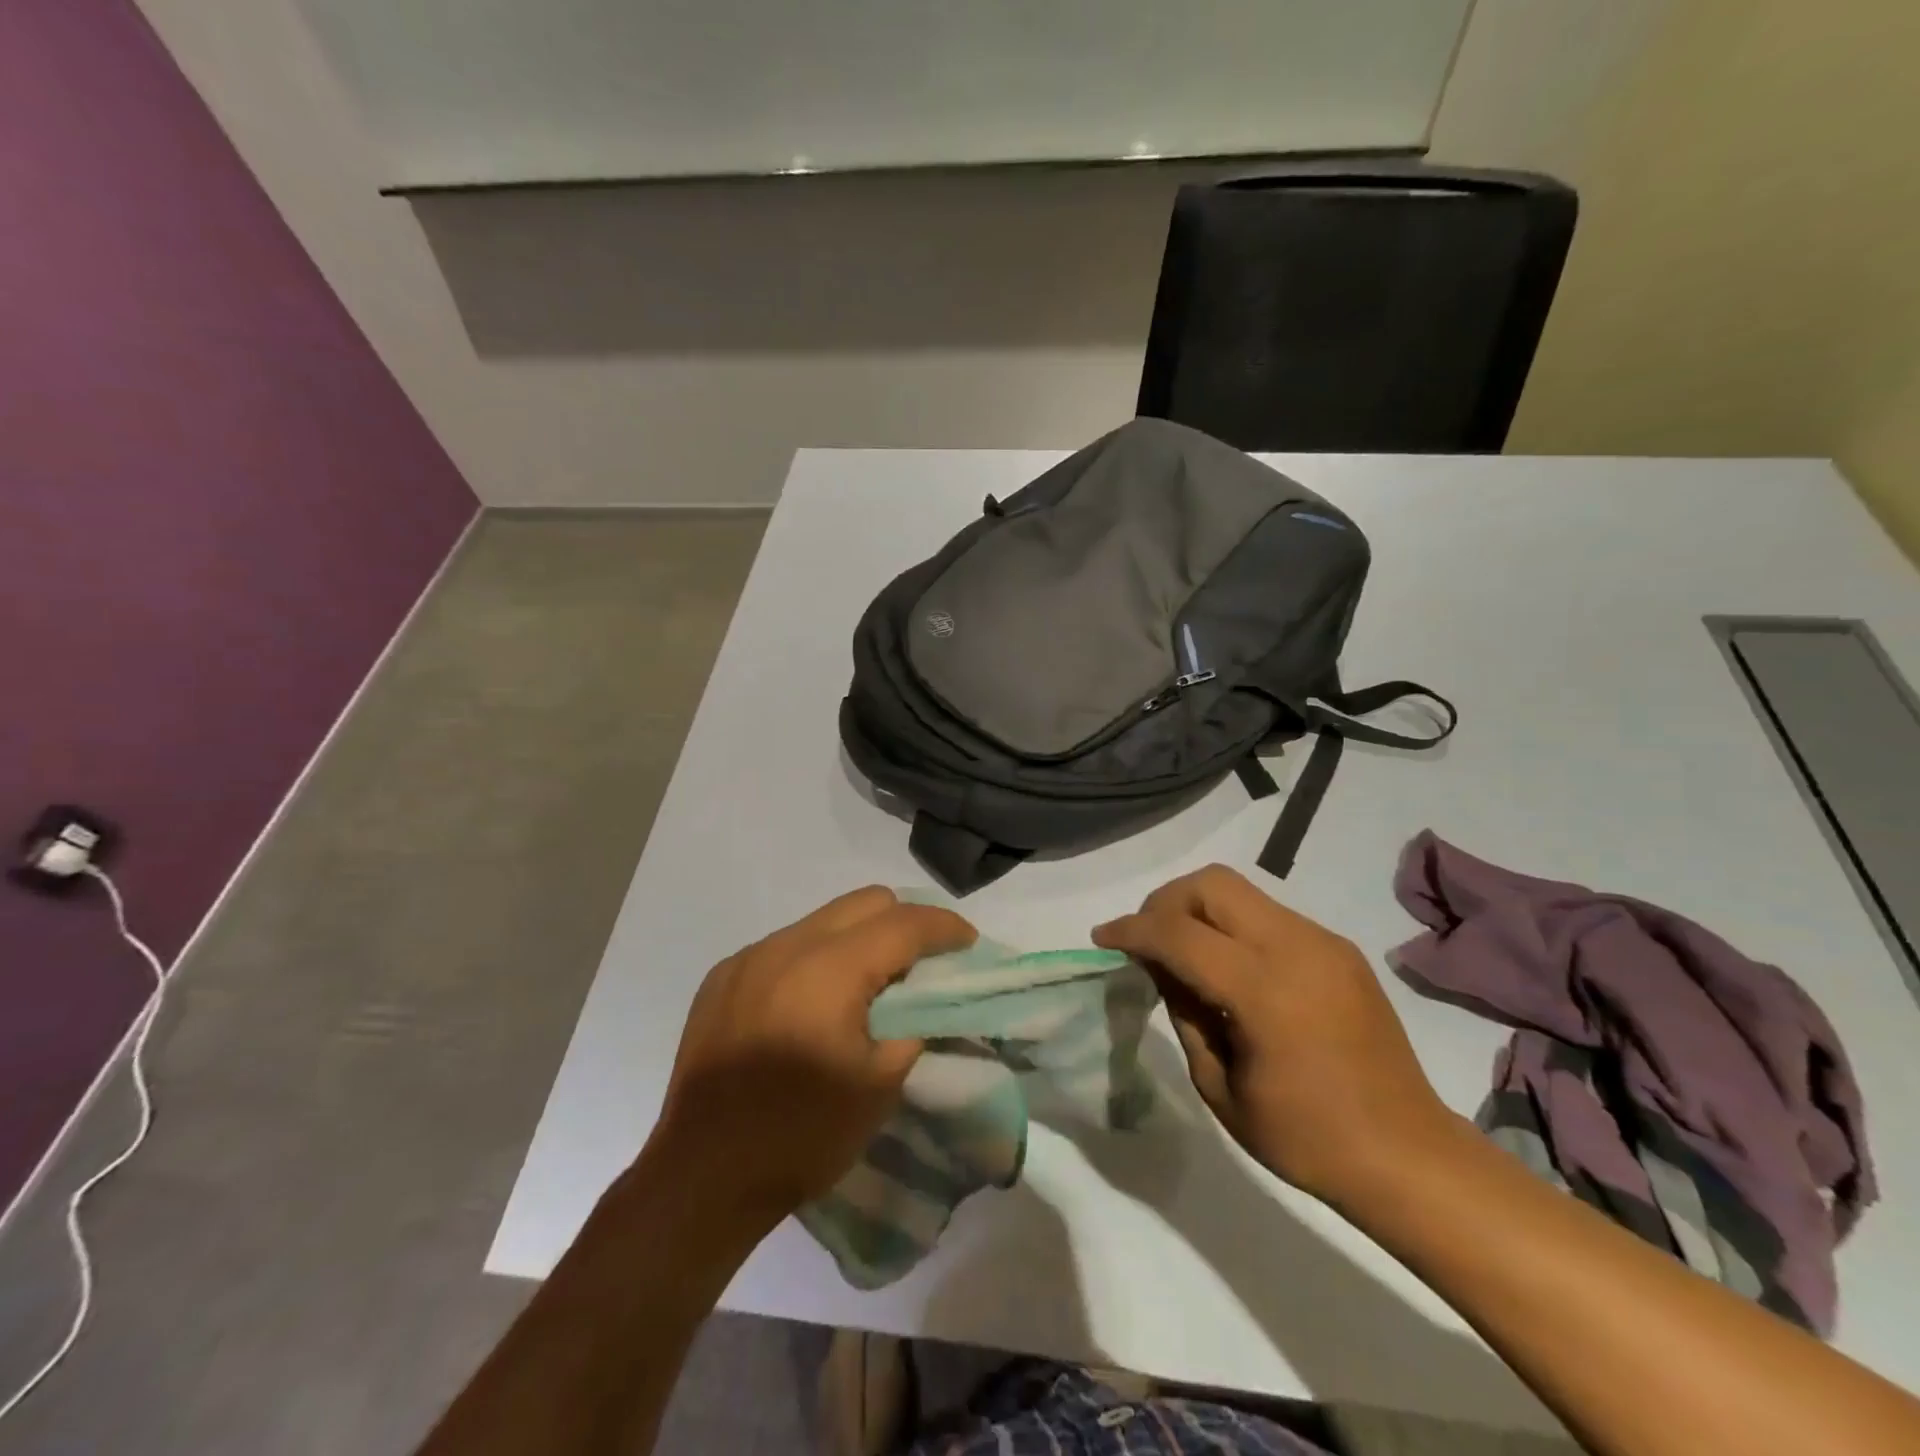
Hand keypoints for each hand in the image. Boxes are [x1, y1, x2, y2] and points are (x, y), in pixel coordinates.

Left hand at [650, 887, 975, 1230]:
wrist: (701, 1177)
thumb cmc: (801, 1135)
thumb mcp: (879, 1085)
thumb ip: (912, 1025)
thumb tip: (923, 1000)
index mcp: (829, 969)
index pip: (903, 923)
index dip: (944, 927)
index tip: (967, 943)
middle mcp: (786, 946)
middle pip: (865, 901)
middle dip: (904, 922)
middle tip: (922, 962)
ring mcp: (749, 957)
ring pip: (823, 919)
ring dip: (857, 939)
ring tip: (867, 985)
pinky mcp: (723, 976)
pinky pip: (785, 946)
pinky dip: (814, 959)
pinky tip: (812, 1004)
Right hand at [1093, 865, 1456, 1206]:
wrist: (1408, 1155)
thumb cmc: (1306, 1138)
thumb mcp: (1220, 1086)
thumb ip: (1184, 1011)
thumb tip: (1159, 965)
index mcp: (1264, 990)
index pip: (1179, 933)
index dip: (1132, 930)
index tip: (1103, 938)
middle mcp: (1296, 948)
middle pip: (1211, 885)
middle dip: (1165, 902)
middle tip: (1147, 940)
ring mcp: (1324, 942)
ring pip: (1240, 891)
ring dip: (1199, 910)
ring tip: (1183, 953)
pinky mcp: (1339, 949)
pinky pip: (1268, 915)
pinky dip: (1233, 926)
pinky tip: (1229, 968)